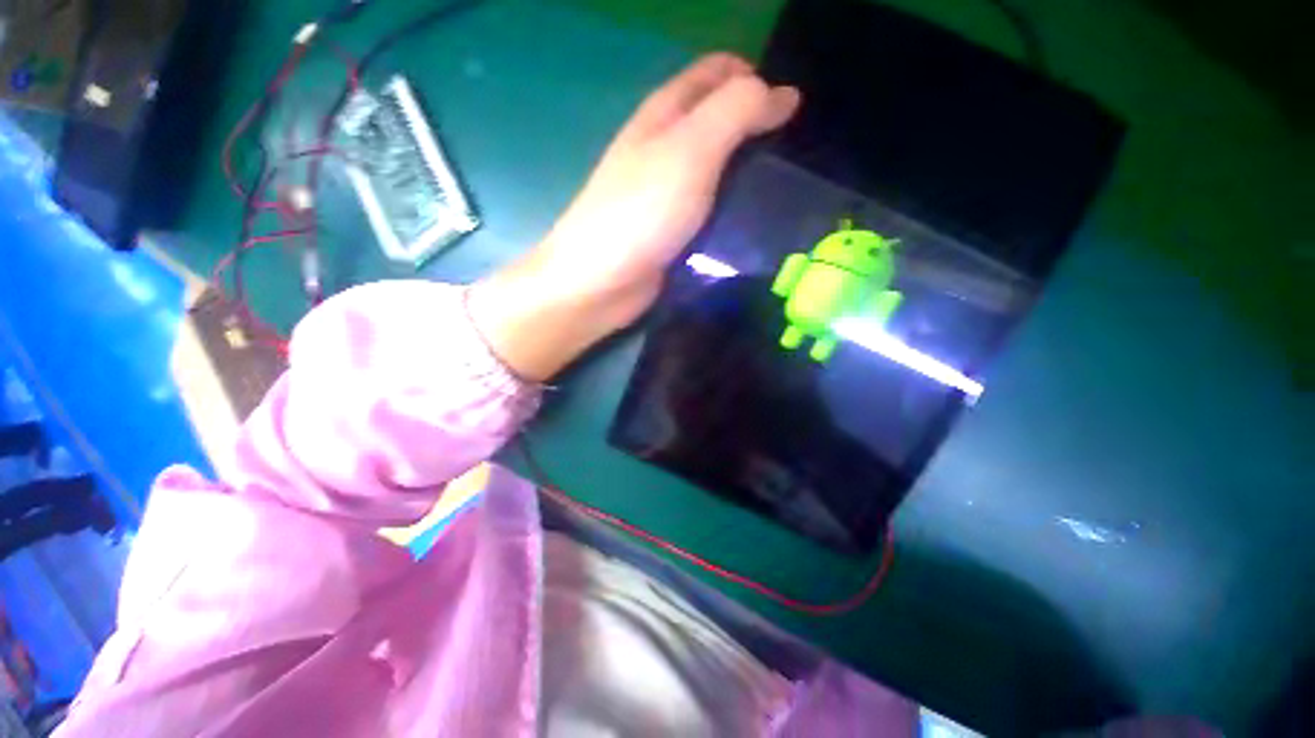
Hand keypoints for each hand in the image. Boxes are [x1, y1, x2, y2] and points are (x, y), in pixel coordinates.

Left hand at [471, 53, 799, 380]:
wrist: (599, 283)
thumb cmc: (641, 212)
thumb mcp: (691, 150)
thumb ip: (737, 112)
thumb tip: (785, 94)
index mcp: (664, 115)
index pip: (716, 73)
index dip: (755, 78)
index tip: (791, 111)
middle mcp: (664, 149)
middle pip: (718, 123)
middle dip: (757, 130)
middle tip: (790, 158)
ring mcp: (667, 195)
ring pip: (716, 171)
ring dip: (747, 175)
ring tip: (782, 192)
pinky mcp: (672, 232)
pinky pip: (710, 211)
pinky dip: (733, 211)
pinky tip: (756, 223)